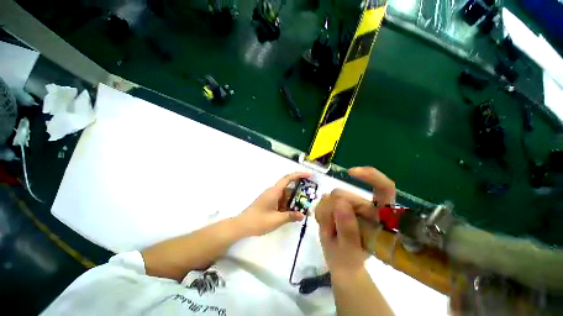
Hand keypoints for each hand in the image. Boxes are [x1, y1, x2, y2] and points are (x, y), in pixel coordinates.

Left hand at [236, 172, 310, 235]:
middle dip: (299, 191)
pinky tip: (292, 212)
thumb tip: (302, 215)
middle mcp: (273, 191)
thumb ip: (290, 216)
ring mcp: (270, 197)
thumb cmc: (258, 221)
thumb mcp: (276, 220)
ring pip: (285, 195)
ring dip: (293, 200)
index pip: (288, 178)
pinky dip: (288, 205)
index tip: (309, 175)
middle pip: (288, 187)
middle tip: (310, 196)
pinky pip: (281, 200)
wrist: (242, 226)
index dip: (299, 175)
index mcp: (274, 191)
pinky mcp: (268, 203)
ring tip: (303, 206)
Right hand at [315, 167, 394, 275]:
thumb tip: (340, 203)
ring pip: (331, 195)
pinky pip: (323, 199)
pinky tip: (325, 223)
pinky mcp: (338, 203)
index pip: (383, 187)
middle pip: (344, 194)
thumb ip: (347, 229)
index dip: (370, 176)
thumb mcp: (349, 251)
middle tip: (329, 230)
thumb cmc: (349, 259)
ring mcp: (351, 204)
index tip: (350, 173)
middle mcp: (366, 206)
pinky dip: (320, 212)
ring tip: (329, 229)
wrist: (341, 262)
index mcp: (380, 217)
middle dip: (331, 211)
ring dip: (325, 213)